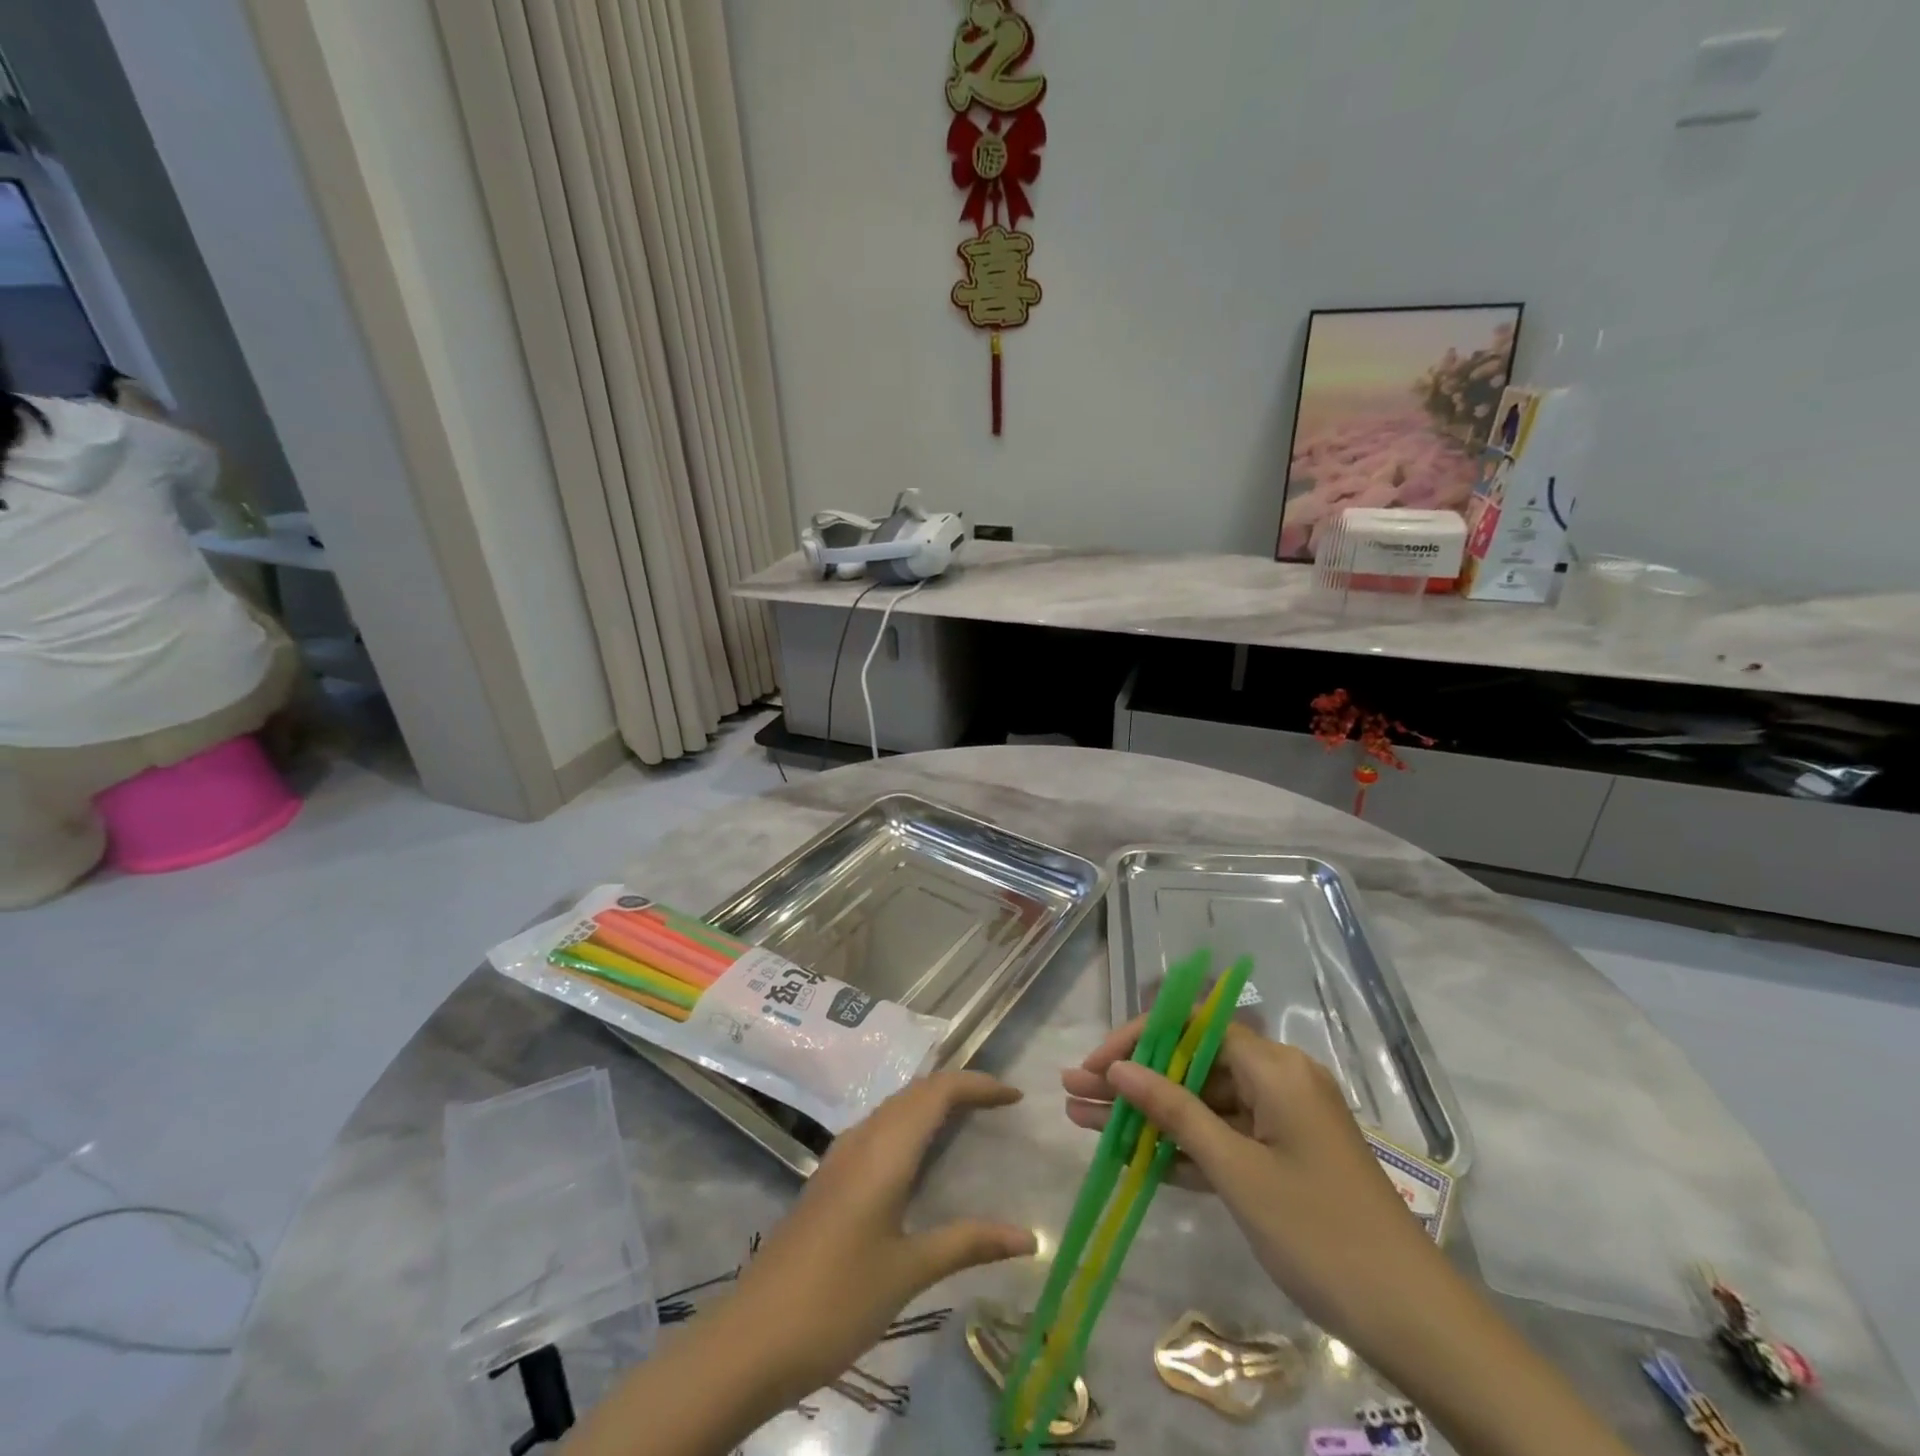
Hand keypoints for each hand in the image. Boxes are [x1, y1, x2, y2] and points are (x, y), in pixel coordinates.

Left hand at [723, 1071, 1037, 1406]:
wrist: (752, 1339)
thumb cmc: (838, 1300)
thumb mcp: (909, 1272)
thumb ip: (968, 1243)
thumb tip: (1027, 1237)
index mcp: (885, 1150)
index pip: (937, 1092)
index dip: (977, 1085)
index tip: (1014, 1096)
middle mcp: (862, 1140)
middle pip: (915, 1092)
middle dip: (958, 1088)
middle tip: (998, 1105)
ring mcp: (840, 1157)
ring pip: (893, 1108)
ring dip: (931, 1103)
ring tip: (967, 1120)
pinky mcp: (828, 1178)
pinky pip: (878, 1129)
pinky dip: (909, 1124)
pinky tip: (918, 1158)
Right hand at [1062, 1020, 1437, 1338]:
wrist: (1413, 1323)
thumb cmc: (1319, 1233)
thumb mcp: (1236, 1170)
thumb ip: (1174, 1113)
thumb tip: (1118, 1068)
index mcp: (1276, 1068)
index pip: (1193, 1027)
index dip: (1140, 1038)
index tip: (1097, 1063)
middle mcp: (1278, 1080)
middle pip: (1191, 1064)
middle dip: (1132, 1078)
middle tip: (1073, 1089)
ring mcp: (1279, 1121)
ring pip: (1199, 1103)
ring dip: (1146, 1114)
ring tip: (1082, 1118)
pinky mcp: (1280, 1157)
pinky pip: (1219, 1137)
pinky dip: (1178, 1145)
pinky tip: (1128, 1152)